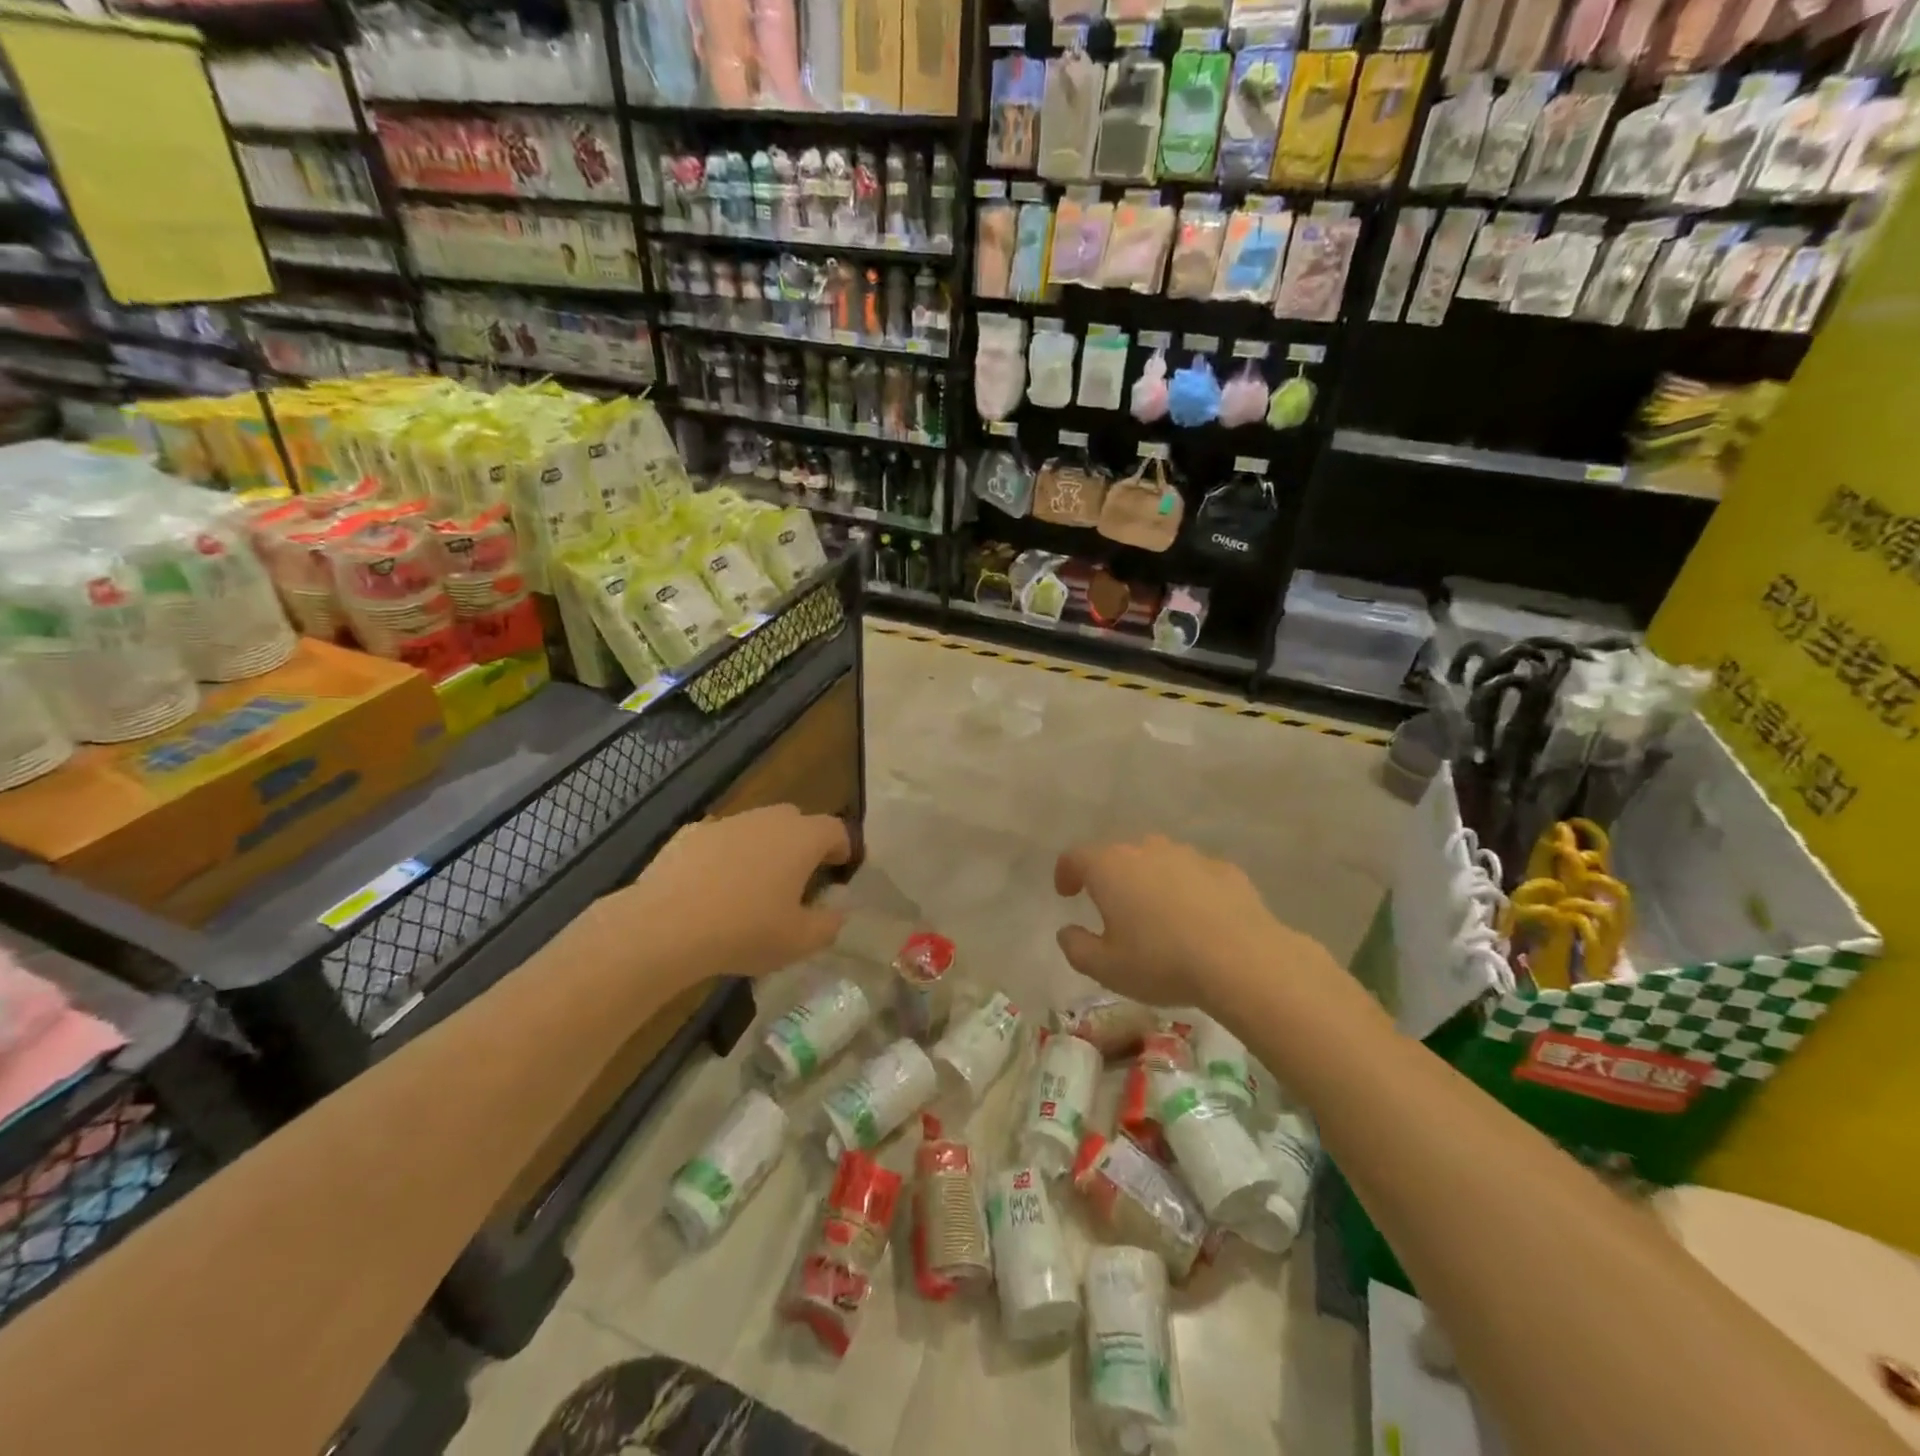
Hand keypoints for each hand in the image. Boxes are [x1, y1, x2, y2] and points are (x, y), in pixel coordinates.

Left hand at [601, 805, 850, 985]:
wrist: (664, 927)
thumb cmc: (745, 930)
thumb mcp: (800, 942)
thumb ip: (828, 925)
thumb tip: (837, 912)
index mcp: (801, 838)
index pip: (835, 829)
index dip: (843, 847)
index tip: (841, 868)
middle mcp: (767, 820)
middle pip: (796, 820)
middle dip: (803, 843)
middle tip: (801, 876)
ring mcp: (726, 823)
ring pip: (756, 827)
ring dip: (763, 848)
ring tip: (756, 884)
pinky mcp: (689, 834)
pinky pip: (720, 840)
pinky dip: (725, 856)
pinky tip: (713, 887)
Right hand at [1054, 834, 1323, 1013]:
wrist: (1242, 959)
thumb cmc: (1161, 962)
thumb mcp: (1106, 968)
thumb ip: (1076, 947)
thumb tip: (1067, 932)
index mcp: (1109, 867)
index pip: (1075, 857)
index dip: (1066, 873)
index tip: (1067, 893)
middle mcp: (1146, 849)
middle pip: (1118, 854)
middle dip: (1110, 876)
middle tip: (1112, 907)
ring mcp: (1187, 855)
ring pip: (1158, 860)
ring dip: (1150, 880)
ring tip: (1157, 914)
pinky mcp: (1223, 868)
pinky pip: (1194, 875)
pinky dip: (1187, 890)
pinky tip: (1197, 919)